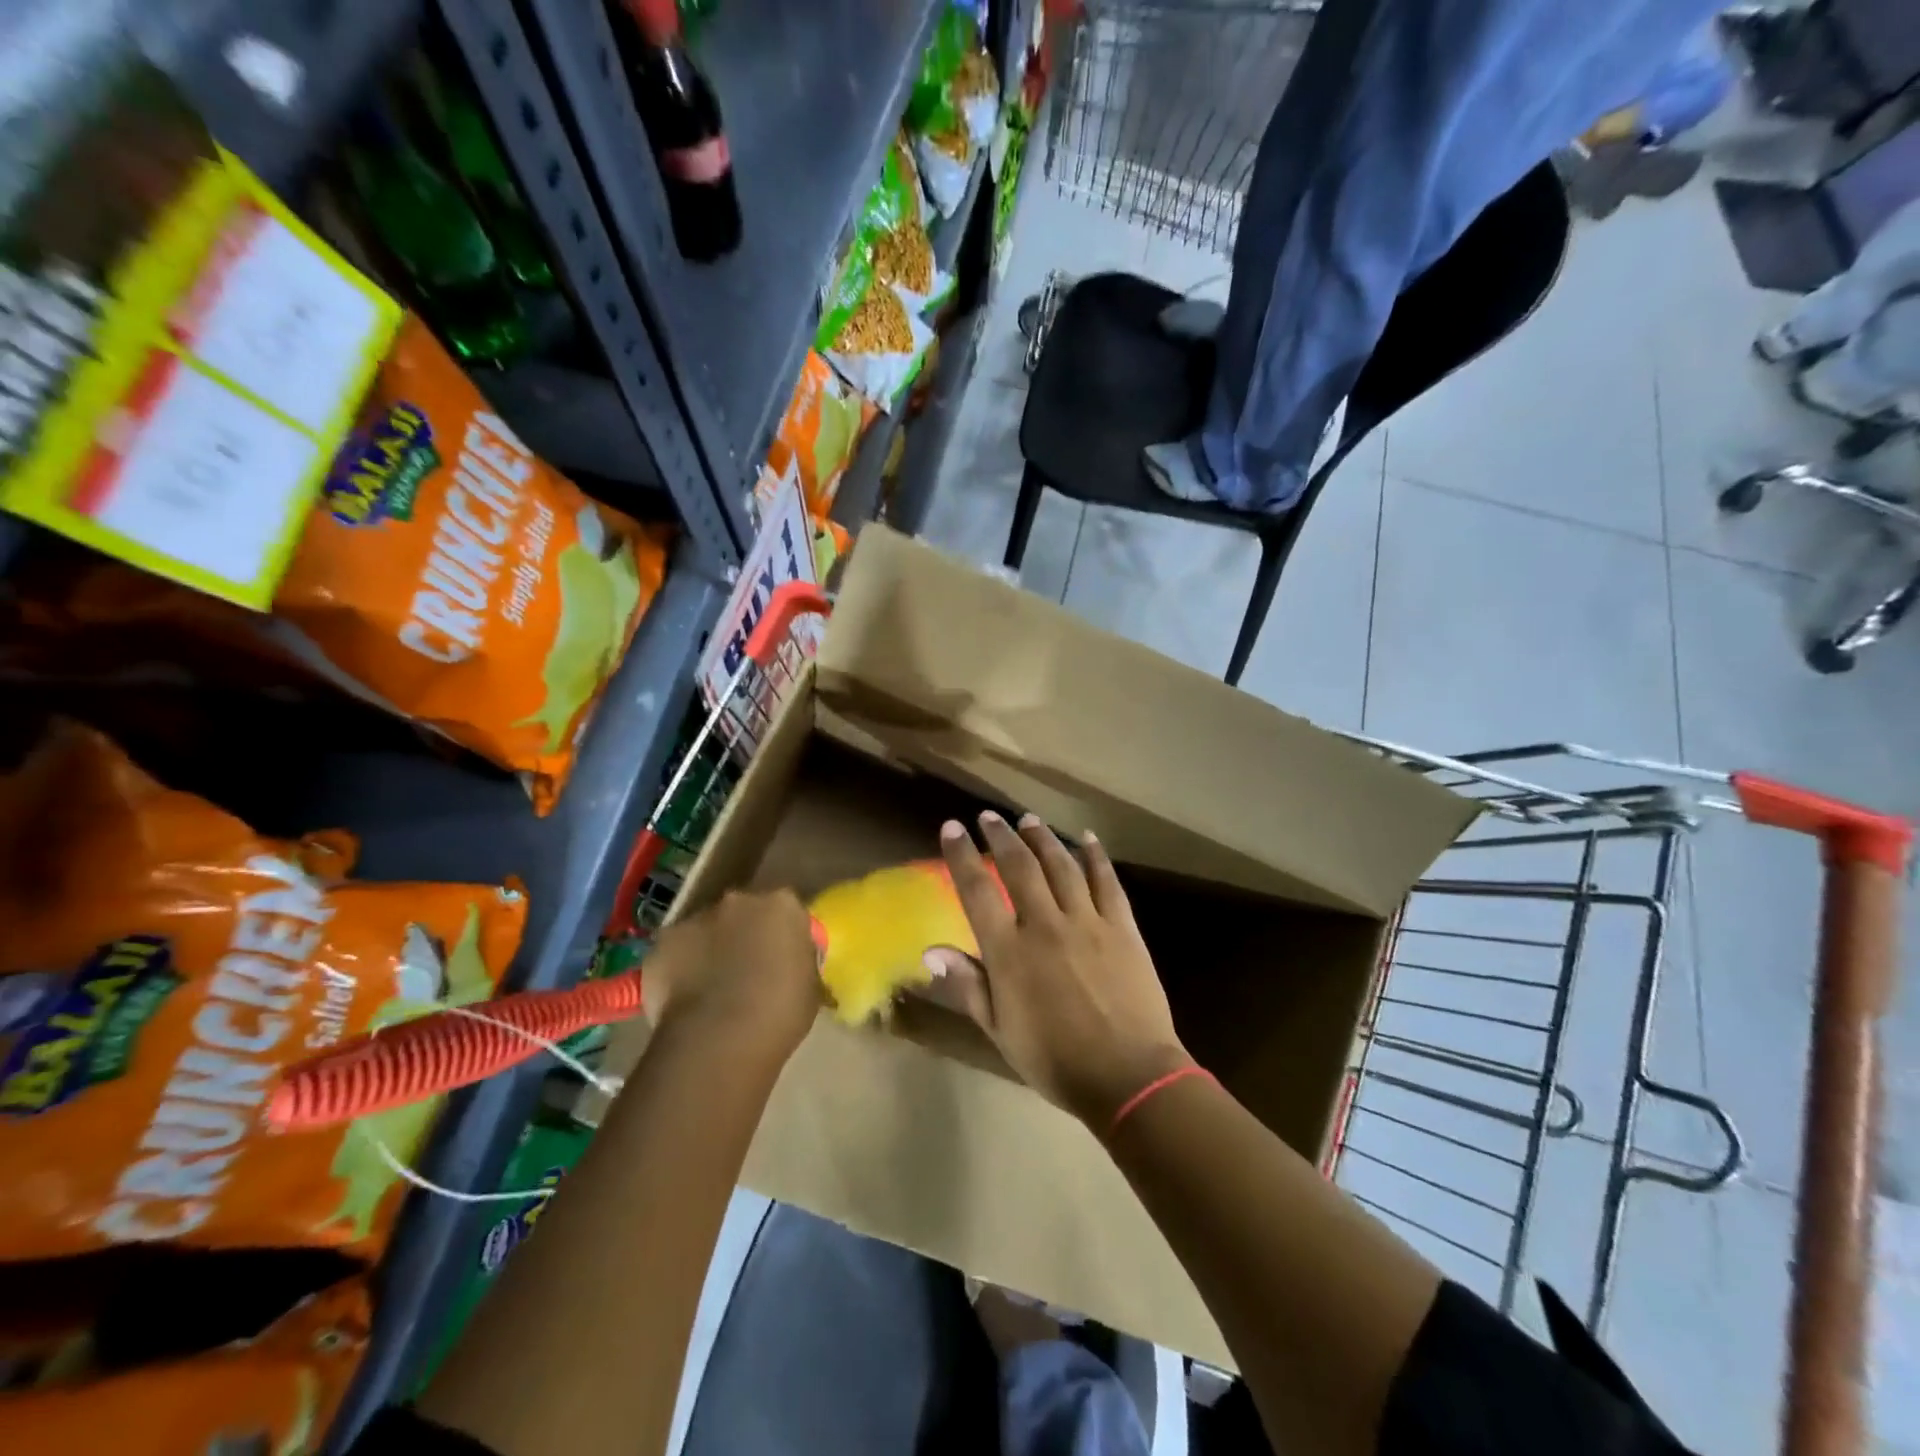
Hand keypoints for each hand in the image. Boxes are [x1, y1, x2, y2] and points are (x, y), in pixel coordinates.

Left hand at [644, 889, 820, 1055]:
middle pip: (744, 912)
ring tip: (712, 991)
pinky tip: (684, 1000)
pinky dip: (679, 968)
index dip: (783, 936)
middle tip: (747, 972)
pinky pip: (675, 951)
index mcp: (783, 905)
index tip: (782, 959)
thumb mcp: (809, 987)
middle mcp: (739, 900)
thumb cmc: (779, 1014)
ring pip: (707, 929)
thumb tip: (788, 966)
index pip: (786, 911)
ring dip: (711, 949)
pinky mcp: (663, 941)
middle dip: (745, 934)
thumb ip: (798, 963)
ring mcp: (697, 917)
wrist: (719, 1038)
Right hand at [925, 811, 1191, 1126]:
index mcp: (1009, 951)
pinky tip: (1086, 838)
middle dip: (1001, 836)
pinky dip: (1095, 856)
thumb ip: (968, 985)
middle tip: (989, 817)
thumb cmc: (1055, 1060)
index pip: (977, 891)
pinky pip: (1106, 881)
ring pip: (1061, 865)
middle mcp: (1045, 924)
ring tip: (1028, 819)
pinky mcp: (1121, 926)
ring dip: (1042, 838)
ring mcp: (1087, 921)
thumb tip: (932, 950)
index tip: (951, 827)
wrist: (1128, 1076)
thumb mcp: (1000, 1030)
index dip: (961, 855)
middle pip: (1019, 867)